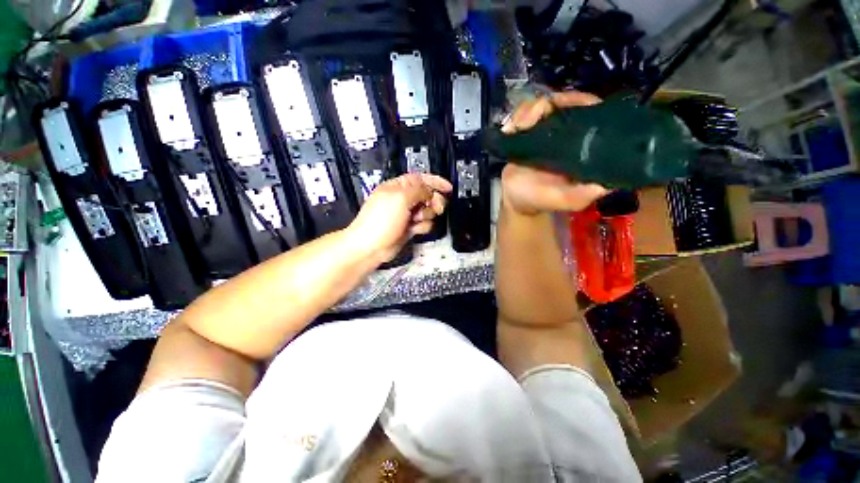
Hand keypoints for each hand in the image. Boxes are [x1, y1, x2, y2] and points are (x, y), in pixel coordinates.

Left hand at [346, 174, 451, 262]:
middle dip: (434, 201)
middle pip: (428, 194)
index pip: (421, 178)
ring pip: (428, 210)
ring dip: (426, 215)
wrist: (372, 247)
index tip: (448, 188)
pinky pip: (424, 224)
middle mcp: (403, 199)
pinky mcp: (409, 227)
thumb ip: (419, 190)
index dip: (436, 182)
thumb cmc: (379, 221)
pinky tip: (414, 229)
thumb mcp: (400, 198)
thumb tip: (430, 190)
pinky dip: (422, 227)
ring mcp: (406, 214)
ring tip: (416, 220)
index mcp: (398, 187)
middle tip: (436, 207)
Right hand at [500, 90, 609, 215]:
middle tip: (536, 116)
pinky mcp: (525, 135)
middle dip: (552, 103)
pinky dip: (516, 117)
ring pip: (541, 105)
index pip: (590, 112)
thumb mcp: (567, 200)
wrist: (515, 201)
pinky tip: (511, 129)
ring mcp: (543, 133)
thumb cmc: (542, 200)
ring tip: (520, 126)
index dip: (582, 102)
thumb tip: (604, 184)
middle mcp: (565, 134)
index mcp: (582, 144)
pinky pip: (522, 115)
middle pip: (565, 102)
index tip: (569, 106)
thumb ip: (582, 194)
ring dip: (529, 111)